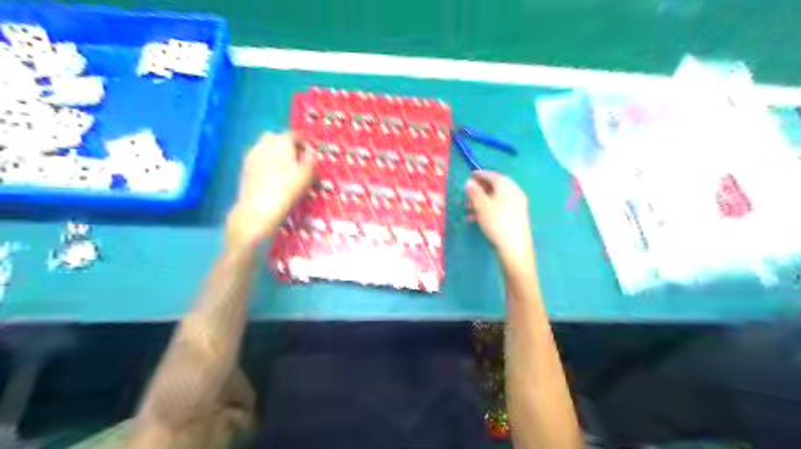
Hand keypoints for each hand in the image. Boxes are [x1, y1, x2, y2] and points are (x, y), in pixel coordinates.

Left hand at [224, 131, 316, 248]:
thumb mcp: (306, 175)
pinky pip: (258, 157)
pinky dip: (266, 160)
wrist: (258, 209)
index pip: (294, 135)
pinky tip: (271, 174)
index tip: (311, 151)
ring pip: (265, 146)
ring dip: (275, 152)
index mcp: (282, 142)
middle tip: (296, 158)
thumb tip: (311, 149)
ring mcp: (252, 154)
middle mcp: (264, 144)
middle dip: (287, 144)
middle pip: (277, 137)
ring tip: (284, 167)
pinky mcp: (245, 167)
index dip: (304, 141)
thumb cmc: (287, 191)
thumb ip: (310, 158)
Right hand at [467, 172, 534, 267]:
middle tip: (468, 193)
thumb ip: (474, 192)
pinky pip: (499, 208)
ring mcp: (517, 205)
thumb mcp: (481, 205)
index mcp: (507, 186)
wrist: (514, 248)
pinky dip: (488, 210)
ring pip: (496, 199)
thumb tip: (469, 182)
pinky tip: (476, 219)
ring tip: (468, 209)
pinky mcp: (516, 217)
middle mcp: (514, 192)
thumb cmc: (496, 223)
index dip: (480, 174)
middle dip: (480, 189)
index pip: (492, 175)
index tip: (469, 176)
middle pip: (495, 187)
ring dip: (481, 201)